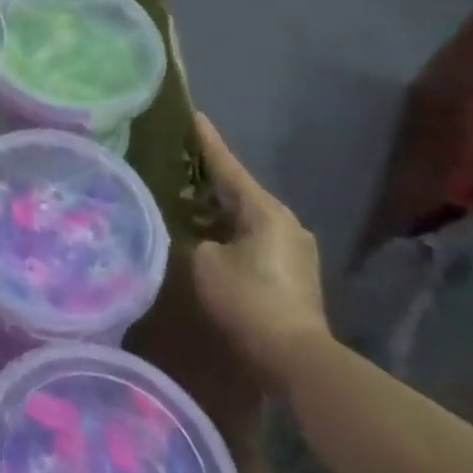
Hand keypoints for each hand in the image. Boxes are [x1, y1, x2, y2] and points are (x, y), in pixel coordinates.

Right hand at [190, 113, 330, 392]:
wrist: (294, 357)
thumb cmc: (246, 299)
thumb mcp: (204, 261)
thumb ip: (194, 236)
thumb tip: (194, 235)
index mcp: (264, 210)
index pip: (228, 167)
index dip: (207, 142)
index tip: (194, 116)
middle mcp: (284, 221)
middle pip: (239, 190)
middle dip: (209, 177)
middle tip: (178, 161)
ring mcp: (293, 247)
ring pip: (246, 215)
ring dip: (218, 207)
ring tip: (186, 199)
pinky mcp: (292, 271)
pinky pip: (252, 236)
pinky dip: (228, 229)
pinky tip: (207, 234)